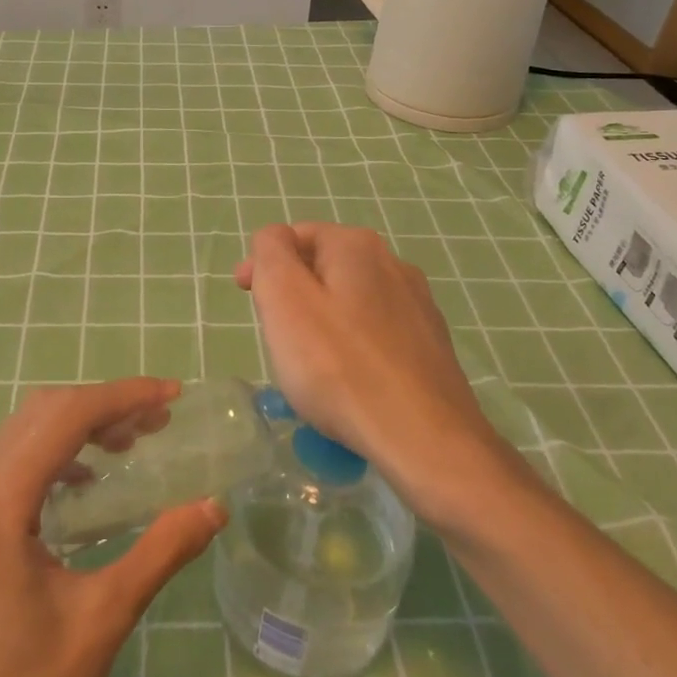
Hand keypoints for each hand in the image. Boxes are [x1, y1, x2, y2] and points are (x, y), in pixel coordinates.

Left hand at [0, 378, 224, 676]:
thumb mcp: (103, 622)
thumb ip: (160, 551)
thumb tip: (214, 506)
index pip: (64, 418)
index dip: (122, 397)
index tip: (173, 396)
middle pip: (40, 416)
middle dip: (103, 406)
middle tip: (159, 421)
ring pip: (22, 439)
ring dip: (78, 429)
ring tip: (131, 444)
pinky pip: (11, 471)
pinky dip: (55, 460)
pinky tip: (87, 488)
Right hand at [236, 223, 520, 521]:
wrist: (425, 441)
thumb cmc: (340, 367)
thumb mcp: (285, 299)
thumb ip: (271, 253)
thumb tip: (274, 239)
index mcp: (356, 246)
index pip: (295, 235)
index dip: (264, 262)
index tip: (245, 297)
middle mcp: (393, 264)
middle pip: (324, 266)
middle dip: (292, 293)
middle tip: (273, 335)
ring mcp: (418, 307)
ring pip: (351, 302)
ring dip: (321, 321)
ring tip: (307, 364)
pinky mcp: (431, 347)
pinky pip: (375, 335)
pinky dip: (352, 348)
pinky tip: (347, 383)